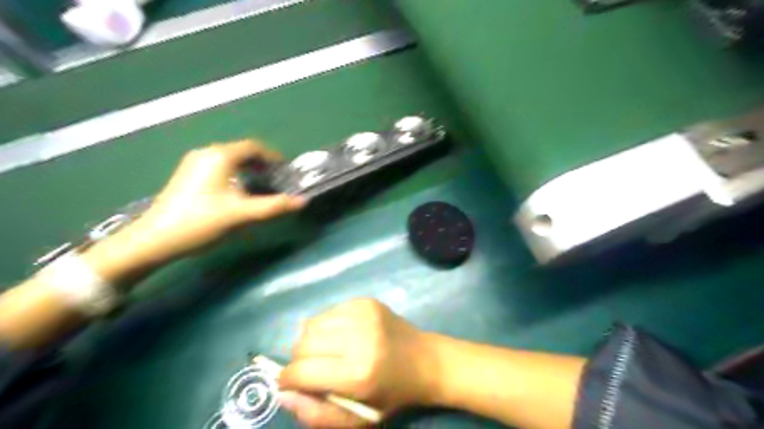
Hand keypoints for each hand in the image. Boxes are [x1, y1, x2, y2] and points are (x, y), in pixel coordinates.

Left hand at [85, 139, 304, 276]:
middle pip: (242, 151)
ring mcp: (194, 164)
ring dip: (249, 169)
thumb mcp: (242, 214)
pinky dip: (236, 173)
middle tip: (278, 180)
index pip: (253, 147)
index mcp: (220, 156)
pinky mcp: (188, 175)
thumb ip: (274, 206)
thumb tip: (303, 201)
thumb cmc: (201, 222)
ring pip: (230, 159)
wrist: (155, 239)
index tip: (286, 171)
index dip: (273, 157)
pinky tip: (239, 191)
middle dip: (263, 163)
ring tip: (262, 186)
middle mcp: (207, 153)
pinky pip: (220, 167)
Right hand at [280, 301, 441, 427]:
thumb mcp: (357, 419)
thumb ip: (316, 414)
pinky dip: (326, 325)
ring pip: (311, 324)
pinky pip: (328, 311)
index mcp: (357, 374)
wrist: (425, 360)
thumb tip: (284, 393)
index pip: (301, 371)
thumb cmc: (391, 394)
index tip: (287, 382)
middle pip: (303, 344)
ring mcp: (362, 314)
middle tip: (310, 368)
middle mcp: (358, 338)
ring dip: (310, 340)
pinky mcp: (365, 301)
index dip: (287, 379)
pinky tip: (341, 335)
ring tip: (326, 351)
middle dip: (298, 360)